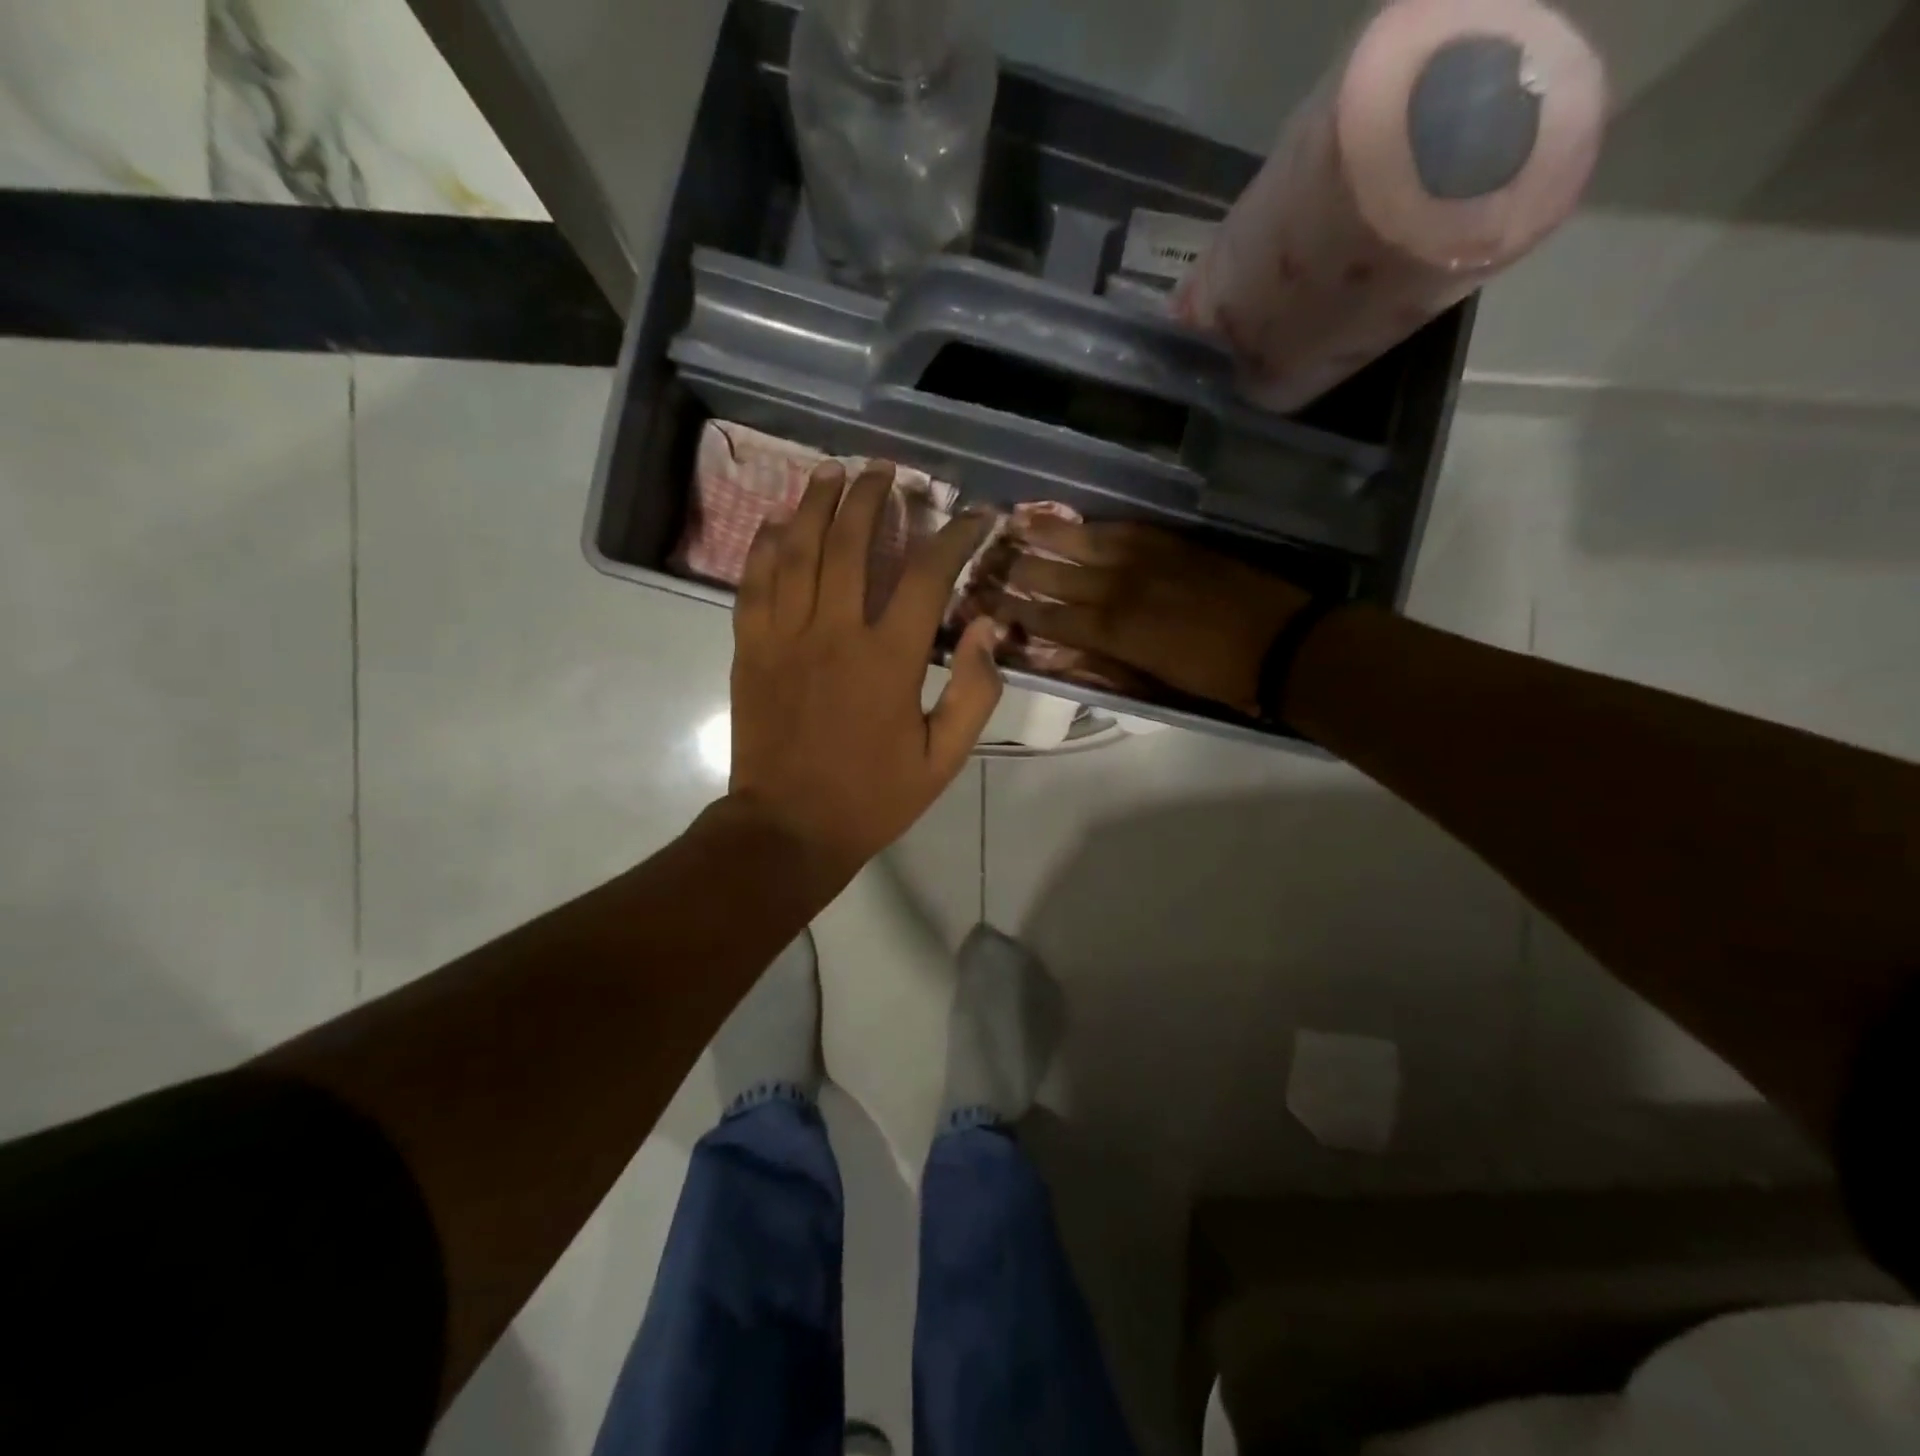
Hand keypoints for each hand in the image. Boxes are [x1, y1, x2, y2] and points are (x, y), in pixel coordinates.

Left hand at [727, 460, 1002, 878]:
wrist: (789, 828)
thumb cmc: (873, 797)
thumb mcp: (944, 758)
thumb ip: (974, 693)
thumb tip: (988, 628)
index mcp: (889, 659)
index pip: (928, 575)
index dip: (956, 536)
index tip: (976, 515)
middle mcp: (835, 632)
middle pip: (852, 543)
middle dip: (871, 497)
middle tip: (884, 470)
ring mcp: (784, 637)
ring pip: (798, 551)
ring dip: (816, 505)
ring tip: (831, 471)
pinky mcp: (749, 649)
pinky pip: (753, 584)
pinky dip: (764, 547)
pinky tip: (775, 523)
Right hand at [986, 519, 1307, 713]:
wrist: (1283, 644)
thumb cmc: (1216, 677)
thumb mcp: (1154, 681)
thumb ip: (1106, 660)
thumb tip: (1068, 649)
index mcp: (1114, 631)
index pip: (1050, 618)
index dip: (1017, 611)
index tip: (987, 602)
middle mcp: (1120, 588)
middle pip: (1056, 575)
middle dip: (1019, 569)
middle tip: (987, 558)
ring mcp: (1147, 559)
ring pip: (1084, 542)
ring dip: (1047, 534)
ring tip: (1015, 522)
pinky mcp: (1172, 542)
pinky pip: (1123, 528)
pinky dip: (1094, 526)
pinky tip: (1076, 521)